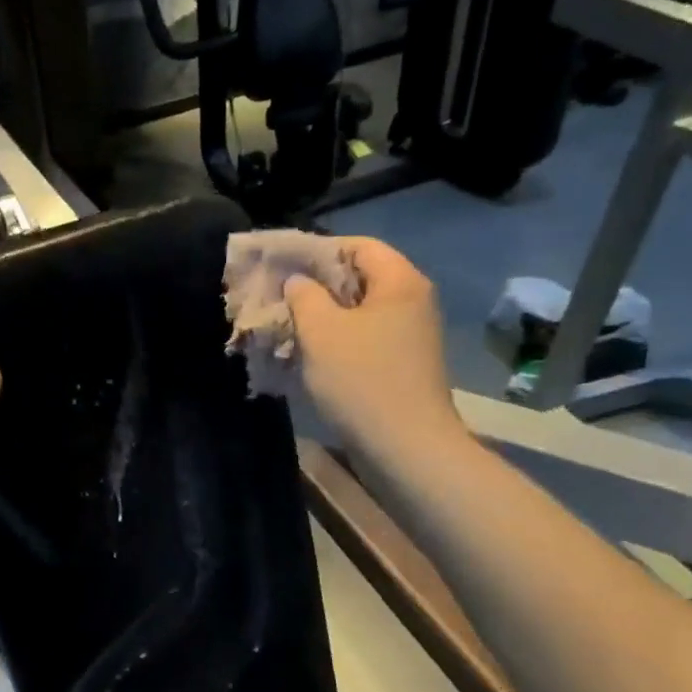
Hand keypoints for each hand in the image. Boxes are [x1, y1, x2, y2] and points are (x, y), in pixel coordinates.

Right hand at [286, 237, 463, 457]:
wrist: (406, 446)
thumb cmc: (362, 379)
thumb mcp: (321, 331)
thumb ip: (304, 296)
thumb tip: (298, 280)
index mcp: (400, 282)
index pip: (359, 246)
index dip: (319, 250)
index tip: (283, 265)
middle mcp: (412, 301)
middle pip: (360, 277)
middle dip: (317, 285)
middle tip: (279, 296)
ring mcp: (411, 335)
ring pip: (359, 311)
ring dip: (323, 316)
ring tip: (288, 325)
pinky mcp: (403, 364)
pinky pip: (365, 338)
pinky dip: (337, 339)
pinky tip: (310, 354)